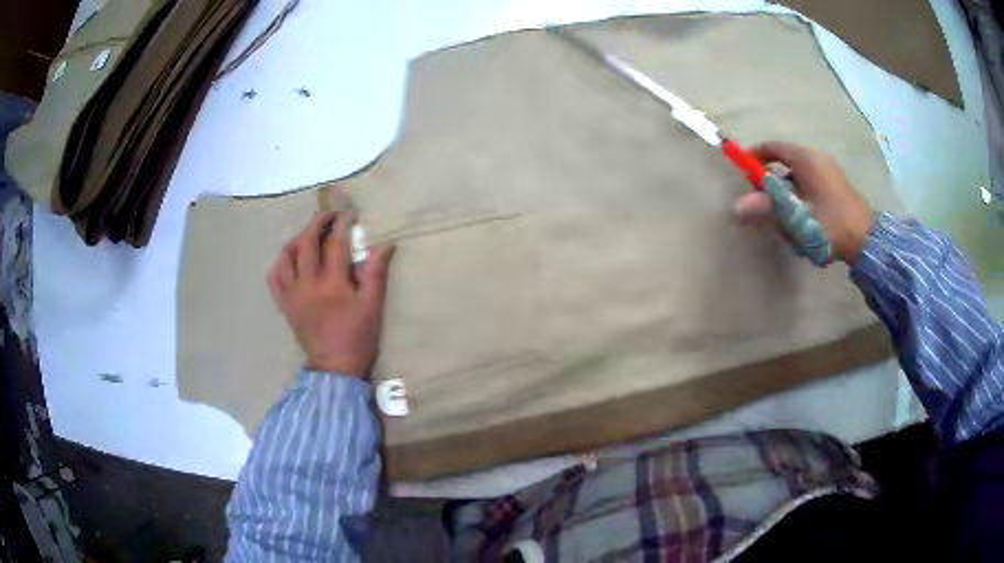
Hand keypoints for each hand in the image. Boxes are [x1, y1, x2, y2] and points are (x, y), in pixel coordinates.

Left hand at [268, 211, 394, 377]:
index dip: (342, 223)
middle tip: (329, 216)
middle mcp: (307, 284)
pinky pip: (274, 278)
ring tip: (309, 236)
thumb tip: (384, 245)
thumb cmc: (358, 338)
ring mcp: (292, 294)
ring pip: (286, 256)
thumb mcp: (373, 306)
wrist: (335, 369)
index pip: (335, 243)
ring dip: (297, 239)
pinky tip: (291, 260)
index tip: (350, 213)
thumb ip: (376, 273)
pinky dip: (281, 263)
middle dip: (317, 222)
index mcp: (332, 284)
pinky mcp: (285, 305)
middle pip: (306, 242)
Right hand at [733, 141, 874, 264]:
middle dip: (772, 186)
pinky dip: (801, 200)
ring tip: (788, 225)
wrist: (867, 241)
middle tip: (766, 208)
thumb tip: (736, 207)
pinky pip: (810, 186)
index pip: (772, 147)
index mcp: (806, 159)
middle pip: (784, 164)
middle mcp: (817, 158)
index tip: (744, 173)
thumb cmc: (831, 224)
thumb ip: (767, 209)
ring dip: (788, 197)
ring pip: (798, 179)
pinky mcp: (836, 186)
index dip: (755, 157)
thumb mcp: (797, 218)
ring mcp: (829, 171)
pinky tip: (805, 225)